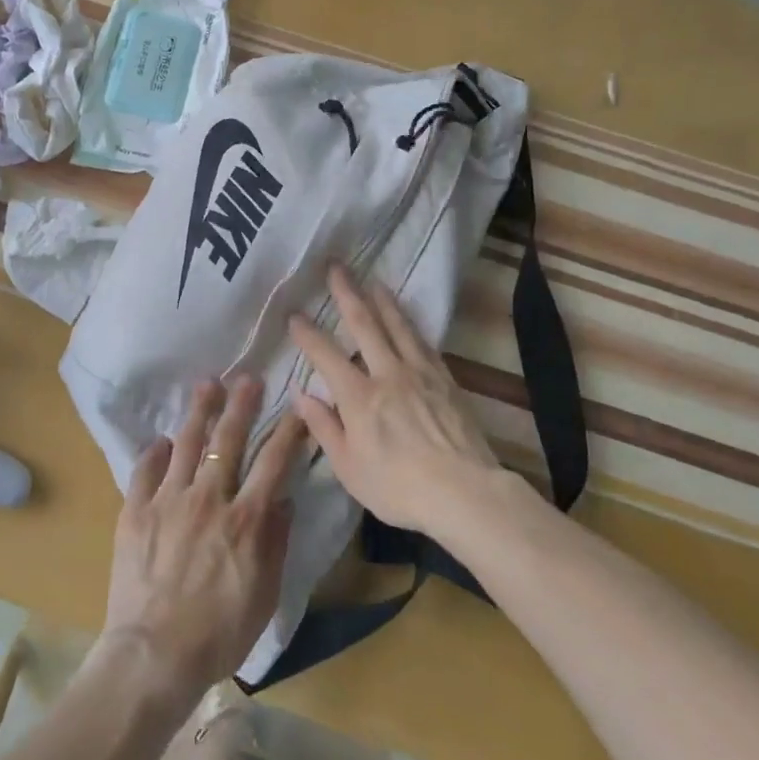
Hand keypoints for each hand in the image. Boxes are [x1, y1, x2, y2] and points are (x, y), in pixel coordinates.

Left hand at [100, 378, 306, 707]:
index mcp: (245, 519)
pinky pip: (145, 470)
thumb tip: (282, 500)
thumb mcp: (264, 595)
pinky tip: (160, 441)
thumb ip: (276, 543)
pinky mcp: (135, 511)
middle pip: (227, 439)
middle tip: (246, 379)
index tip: (297, 406)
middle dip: (241, 405)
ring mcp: (168, 500)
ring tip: (206, 385)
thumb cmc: (218, 634)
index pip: (273, 461)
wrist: (153, 656)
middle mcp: (209, 498)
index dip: (288, 430)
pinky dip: (154, 453)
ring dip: (198, 411)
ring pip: (186, 443)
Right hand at [289, 265, 501, 539]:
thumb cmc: (398, 487)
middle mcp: (387, 374)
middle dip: (347, 293)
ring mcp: (419, 373)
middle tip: (336, 267)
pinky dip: (411, 324)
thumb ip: (324, 427)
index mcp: (358, 397)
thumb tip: (301, 394)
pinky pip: (423, 342)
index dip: (308, 333)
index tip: (294, 314)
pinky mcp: (445, 379)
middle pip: (364, 324)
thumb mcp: (349, 468)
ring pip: (398, 326)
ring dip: (383, 300)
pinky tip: (408, 319)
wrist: (464, 492)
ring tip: (373, 280)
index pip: (325, 355)